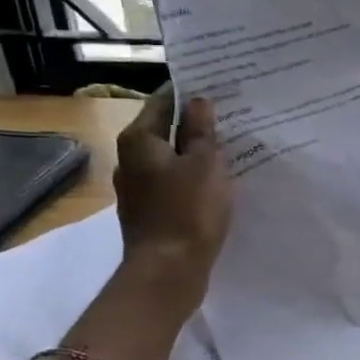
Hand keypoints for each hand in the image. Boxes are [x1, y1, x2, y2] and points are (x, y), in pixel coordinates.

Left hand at [110, 84, 231, 304]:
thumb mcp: (205, 164)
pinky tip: (213, 185)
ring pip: (168, 160)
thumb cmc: (188, 212)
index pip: (163, 100)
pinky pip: (171, 185)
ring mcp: (136, 189)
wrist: (168, 272)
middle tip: (229, 117)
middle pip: (163, 130)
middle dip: (193, 124)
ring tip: (227, 150)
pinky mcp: (148, 213)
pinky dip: (189, 179)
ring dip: (193, 154)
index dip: (190, 92)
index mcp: (139, 140)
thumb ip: (201, 130)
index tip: (217, 87)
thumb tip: (198, 101)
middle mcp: (129, 159)